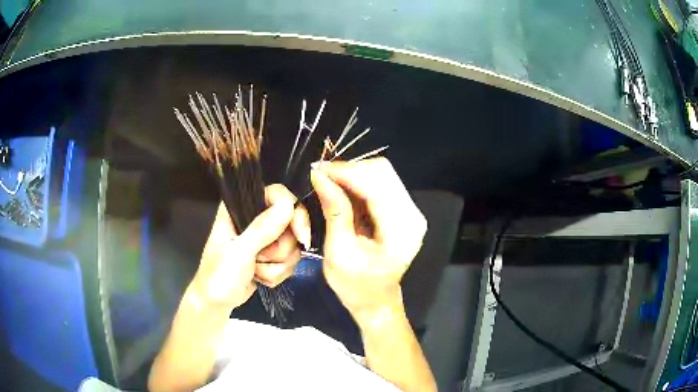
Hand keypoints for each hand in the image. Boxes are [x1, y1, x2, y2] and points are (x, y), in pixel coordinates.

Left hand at [191, 184, 310, 310]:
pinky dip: (277, 273)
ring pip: (292, 244)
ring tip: (255, 270)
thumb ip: (262, 229)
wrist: (216, 303)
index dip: (293, 212)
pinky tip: (259, 277)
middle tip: (260, 259)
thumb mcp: (238, 253)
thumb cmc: (218, 275)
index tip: (300, 235)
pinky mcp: (271, 255)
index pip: (277, 194)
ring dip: (277, 265)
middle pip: (291, 222)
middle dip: (280, 249)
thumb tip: (288, 205)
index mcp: (240, 207)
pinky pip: (290, 260)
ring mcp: (264, 237)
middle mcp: (254, 217)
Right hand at [310, 158, 426, 327]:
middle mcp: (412, 216)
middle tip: (320, 176)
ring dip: (353, 173)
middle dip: (348, 169)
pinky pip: (381, 183)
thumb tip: (319, 175)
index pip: (375, 185)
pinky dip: (359, 182)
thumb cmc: (355, 286)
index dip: (345, 172)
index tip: (317, 170)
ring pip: (382, 173)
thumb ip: (334, 211)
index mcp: (400, 231)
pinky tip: (342, 190)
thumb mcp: (338, 252)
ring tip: (328, 182)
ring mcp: (411, 211)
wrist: (376, 300)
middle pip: (382, 172)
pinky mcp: (403, 210)